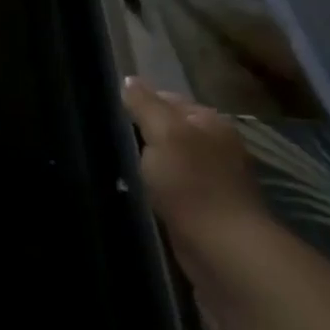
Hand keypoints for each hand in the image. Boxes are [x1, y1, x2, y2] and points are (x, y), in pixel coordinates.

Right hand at [121, 76, 268, 266]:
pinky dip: (157, 187)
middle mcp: (217, 145)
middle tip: (108, 138)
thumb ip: (146, 105)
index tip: (109, 111)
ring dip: (149, 162)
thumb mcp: (164, 133)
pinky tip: (139, 191)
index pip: (168, 99)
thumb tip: (129, 80)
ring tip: (117, 164)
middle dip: (144, 132)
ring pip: (171, 159)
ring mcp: (214, 179)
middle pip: (171, 129)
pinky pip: (174, 187)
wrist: (222, 249)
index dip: (139, 102)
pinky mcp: (206, 209)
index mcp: (210, 121)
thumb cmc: (192, 183)